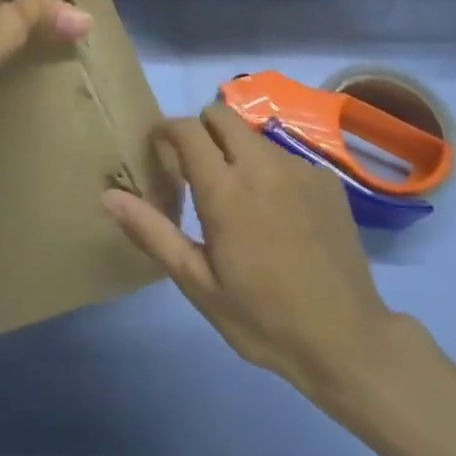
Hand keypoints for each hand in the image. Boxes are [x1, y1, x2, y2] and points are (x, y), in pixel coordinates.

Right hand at [104, 104, 395, 402]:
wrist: (347, 341)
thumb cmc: (262, 318)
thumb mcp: (198, 283)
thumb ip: (152, 232)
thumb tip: (109, 196)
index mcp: (225, 189)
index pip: (186, 128)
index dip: (166, 132)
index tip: (160, 154)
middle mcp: (262, 165)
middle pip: (221, 115)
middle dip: (201, 130)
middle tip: (196, 171)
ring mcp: (299, 168)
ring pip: (253, 135)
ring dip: (235, 150)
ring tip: (238, 197)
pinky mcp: (327, 180)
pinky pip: (285, 156)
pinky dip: (270, 170)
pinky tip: (279, 214)